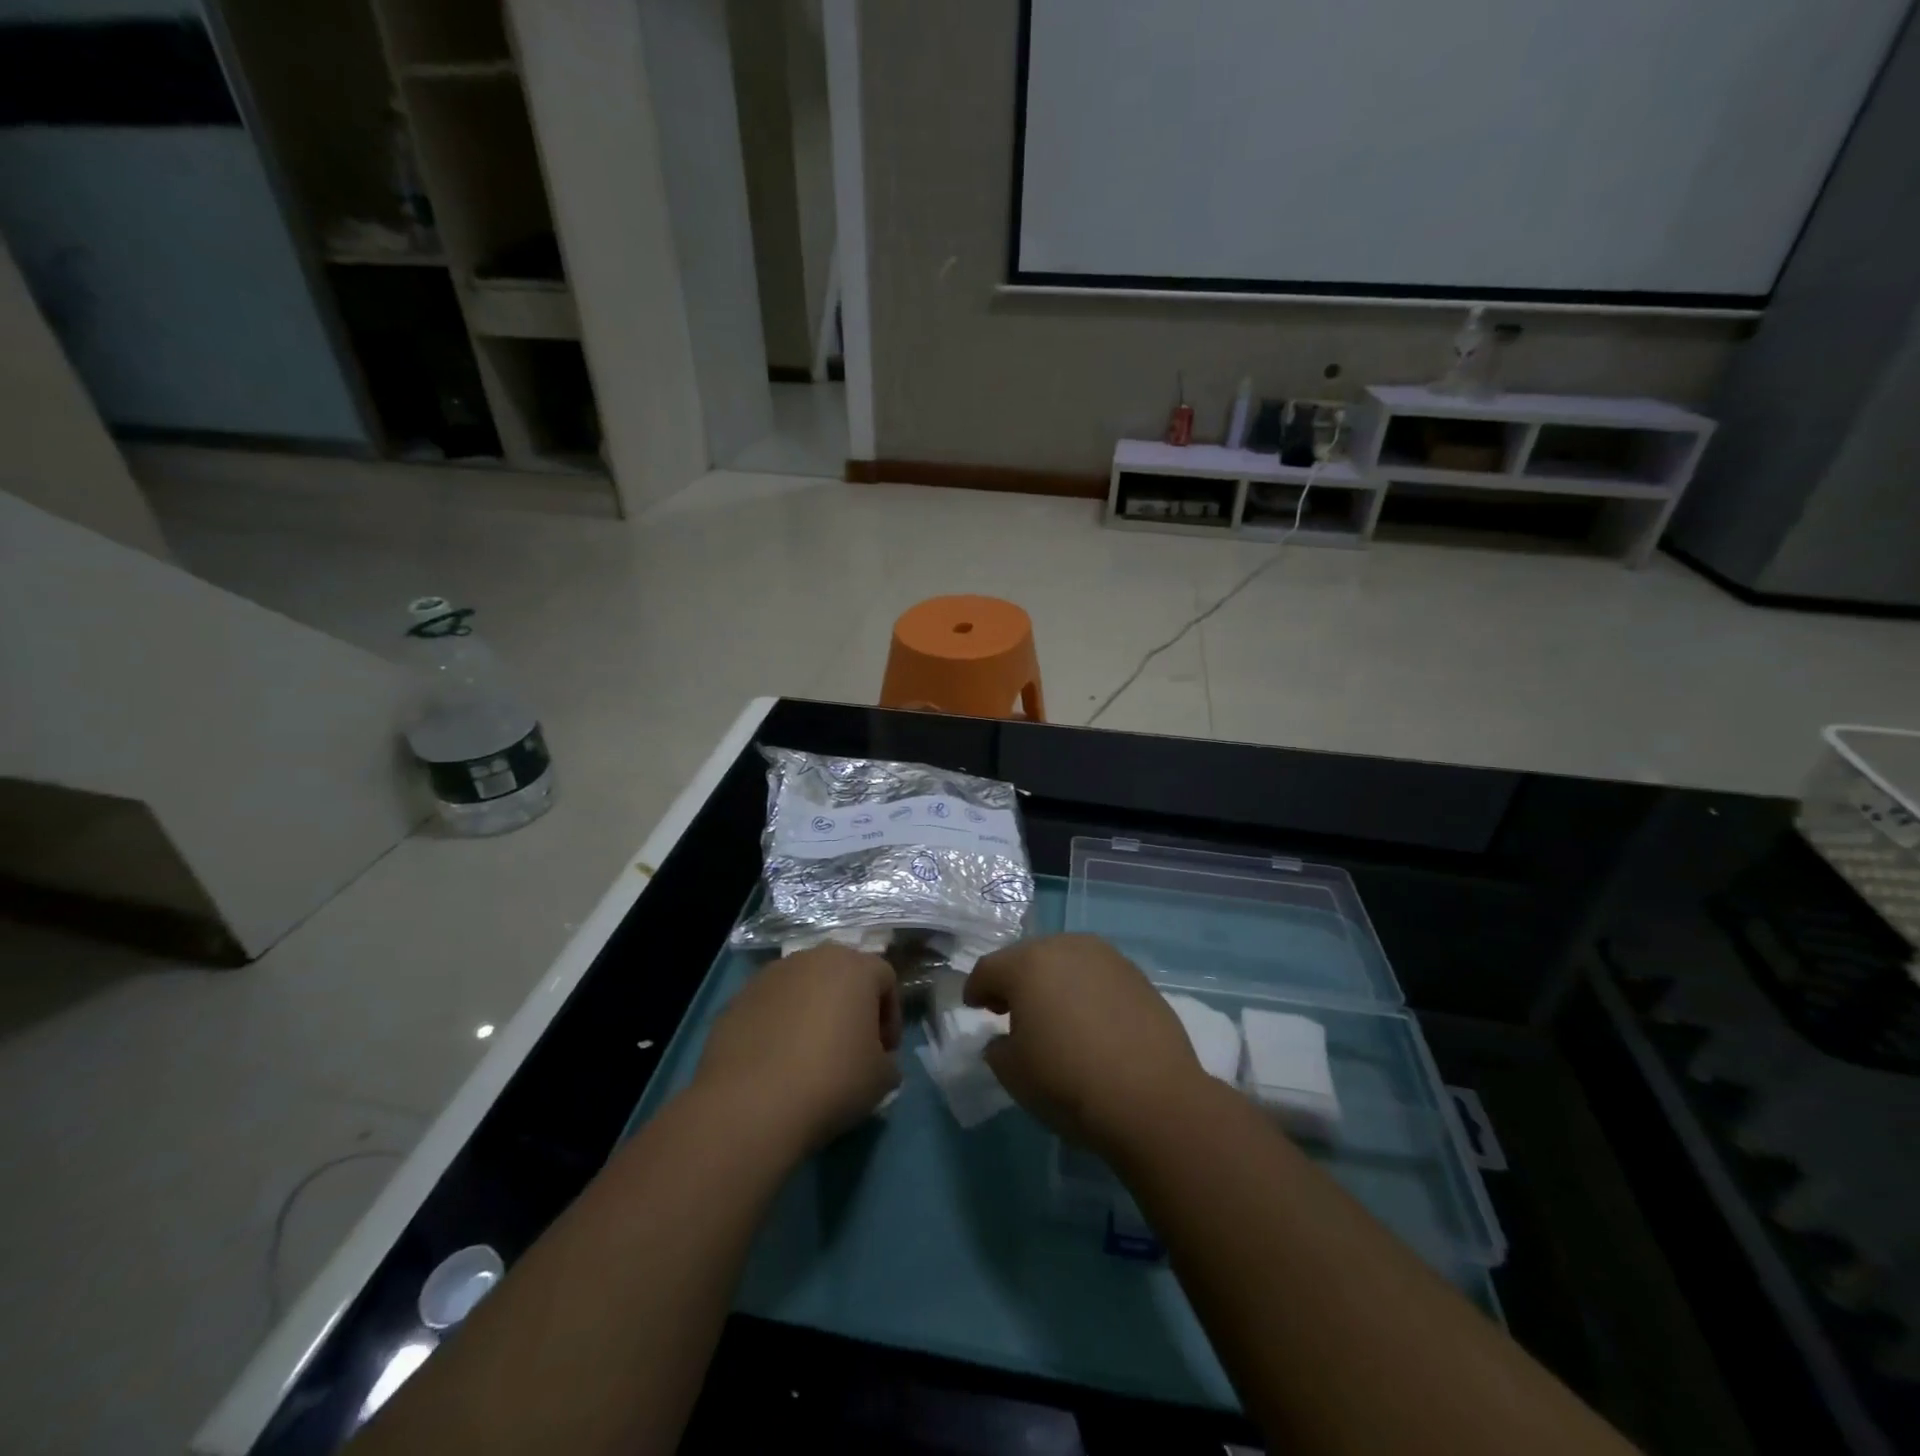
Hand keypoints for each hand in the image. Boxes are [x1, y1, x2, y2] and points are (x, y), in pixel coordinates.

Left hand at [693, 944, 902, 1154]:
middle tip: (850, 1048)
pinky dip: (779, 1025)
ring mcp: (770, 975)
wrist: (751, 1104)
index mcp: (855, 967)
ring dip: (813, 1012)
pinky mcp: (738, 998)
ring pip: (803, 987)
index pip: (885, 979)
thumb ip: (888, 1061)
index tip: (884, 1052)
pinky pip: (771, 1006)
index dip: (890, 1015)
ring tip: (809, 1055)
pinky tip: (777, 1062)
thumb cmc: (832, 1080)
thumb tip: (878, 1061)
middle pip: (842, 974)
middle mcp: (813, 958)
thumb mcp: (882, 1079)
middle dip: (851, 1006)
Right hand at [964, 934, 1208, 1158]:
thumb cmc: (1068, 1081)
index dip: (976, 989)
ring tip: (1053, 1014)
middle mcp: (1065, 946)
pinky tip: (1090, 1020)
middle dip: (1014, 981)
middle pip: (1027, 958)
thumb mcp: (1013, 1073)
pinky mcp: (1136, 974)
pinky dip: (1085, 989)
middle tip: (1010, 1010)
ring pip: (1065, 961)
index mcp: (1027, 964)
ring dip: (1052, 981)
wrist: (1152, 1097)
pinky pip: (1096, 975)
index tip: (974, 1008)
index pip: (988, 969)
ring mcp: (1105, 957)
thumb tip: (1004, 1039)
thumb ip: (997, 1048)